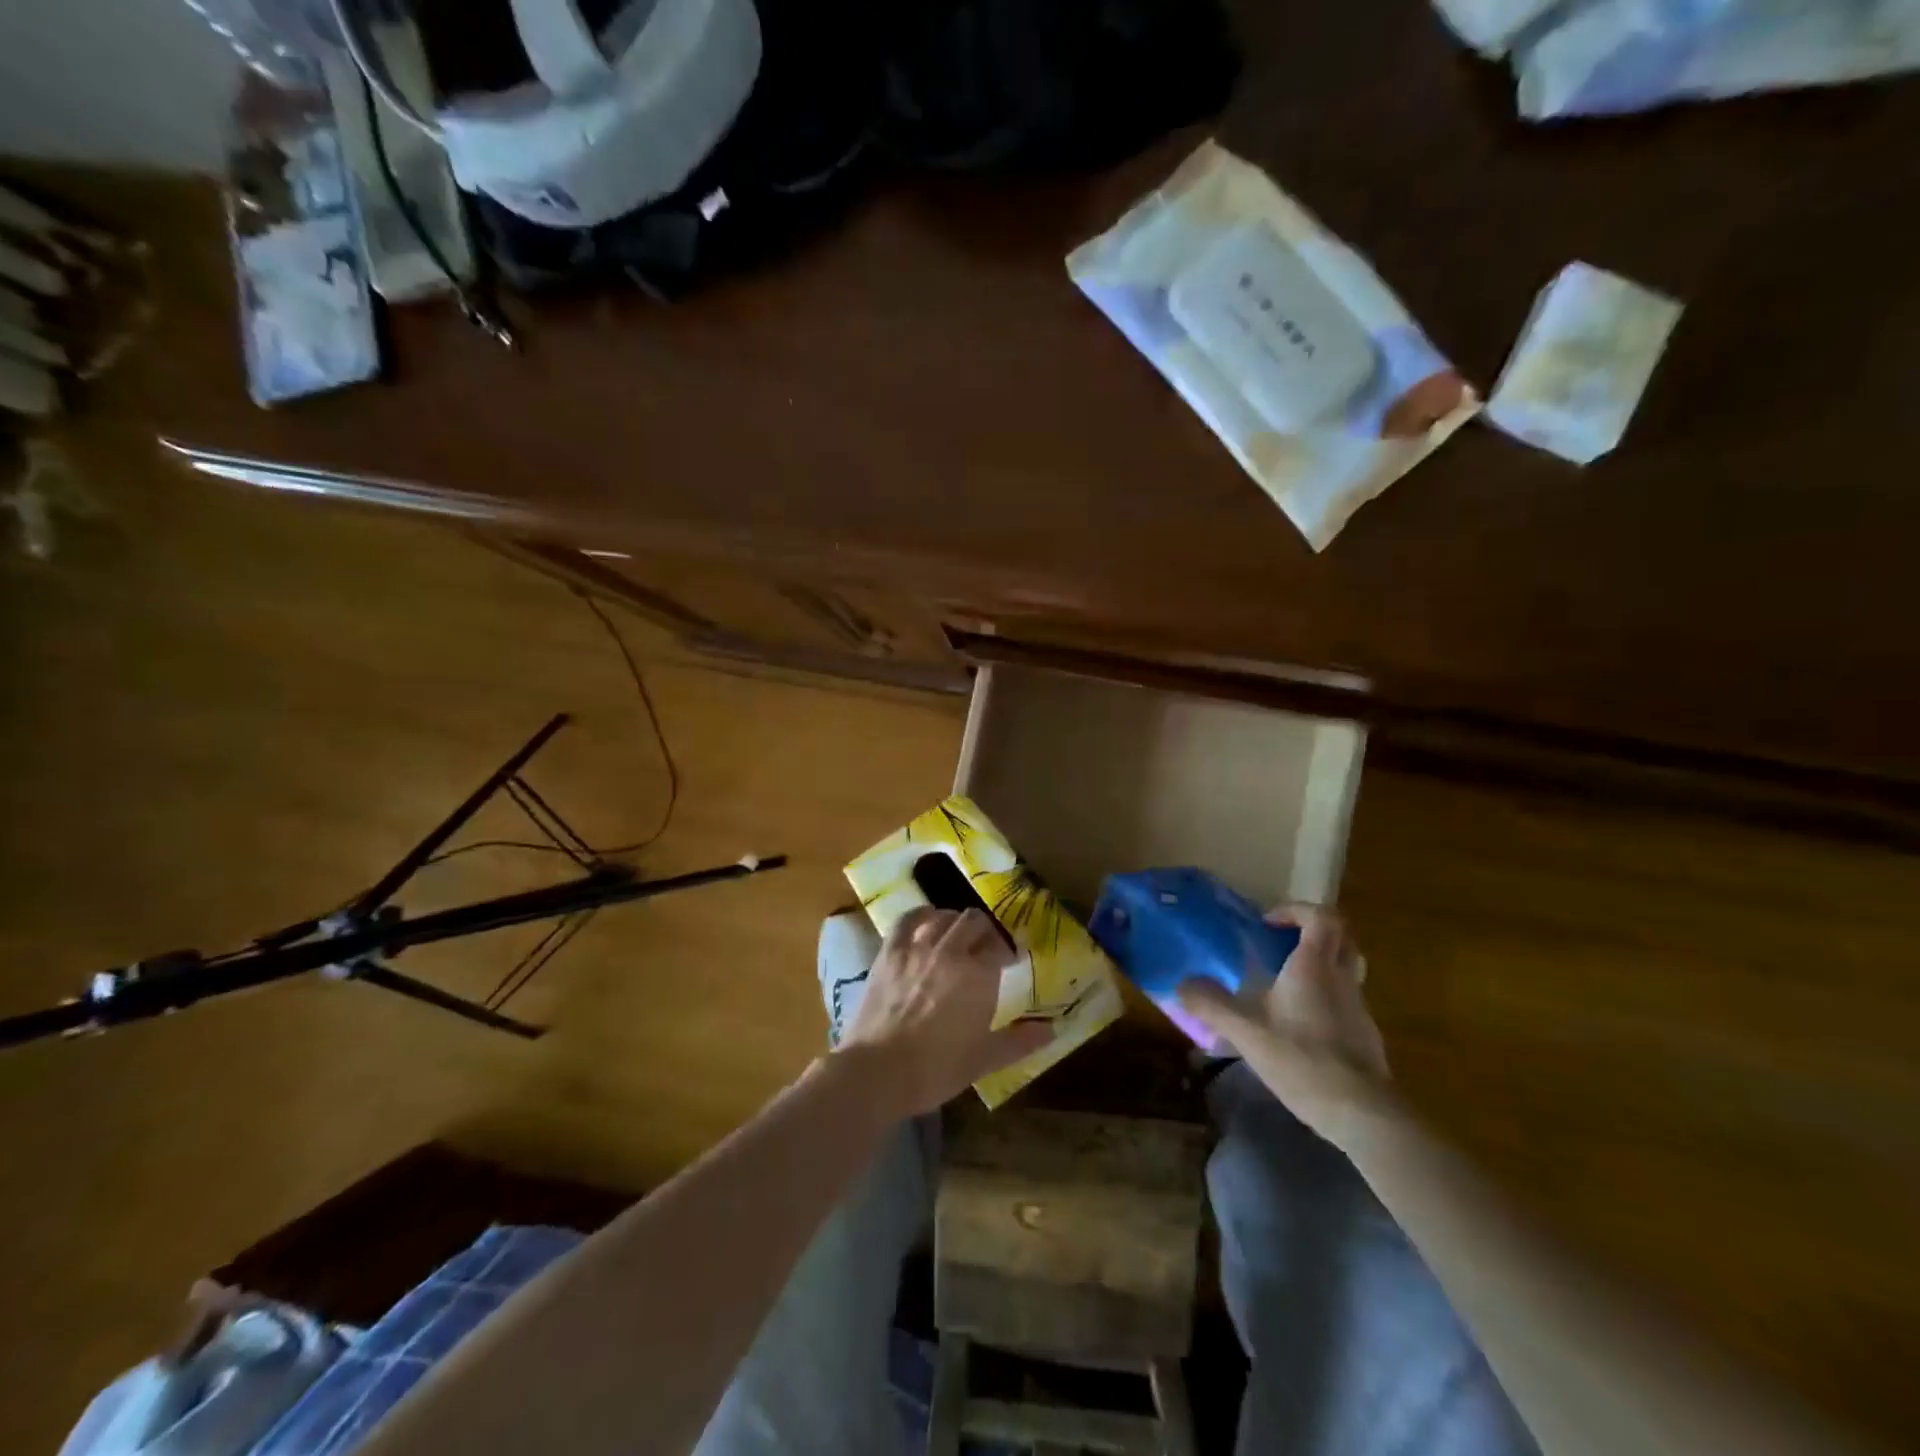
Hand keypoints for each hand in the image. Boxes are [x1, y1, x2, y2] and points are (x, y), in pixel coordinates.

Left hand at [837, 907, 1052, 1116]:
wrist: (879, 1071)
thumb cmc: (937, 1068)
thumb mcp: (984, 1059)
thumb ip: (1019, 1040)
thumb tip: (1052, 1028)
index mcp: (979, 975)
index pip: (1000, 949)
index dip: (1007, 953)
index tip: (1010, 962)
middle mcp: (951, 951)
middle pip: (974, 923)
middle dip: (986, 932)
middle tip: (986, 947)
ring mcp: (918, 947)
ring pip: (944, 917)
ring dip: (956, 921)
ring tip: (959, 933)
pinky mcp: (890, 951)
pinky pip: (908, 920)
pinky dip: (920, 913)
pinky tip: (927, 917)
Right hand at [1177, 906, 1396, 1149]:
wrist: (1362, 1113)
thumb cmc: (1303, 1060)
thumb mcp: (1247, 1033)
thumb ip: (1213, 1006)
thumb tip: (1182, 984)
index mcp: (1314, 966)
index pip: (1320, 916)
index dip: (1295, 910)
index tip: (1268, 924)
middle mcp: (1341, 977)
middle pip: (1341, 935)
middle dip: (1312, 930)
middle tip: (1281, 942)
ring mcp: (1358, 1005)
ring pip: (1347, 965)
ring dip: (1322, 961)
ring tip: (1287, 981)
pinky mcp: (1366, 1033)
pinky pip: (1347, 996)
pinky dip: (1327, 994)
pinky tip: (1302, 1022)